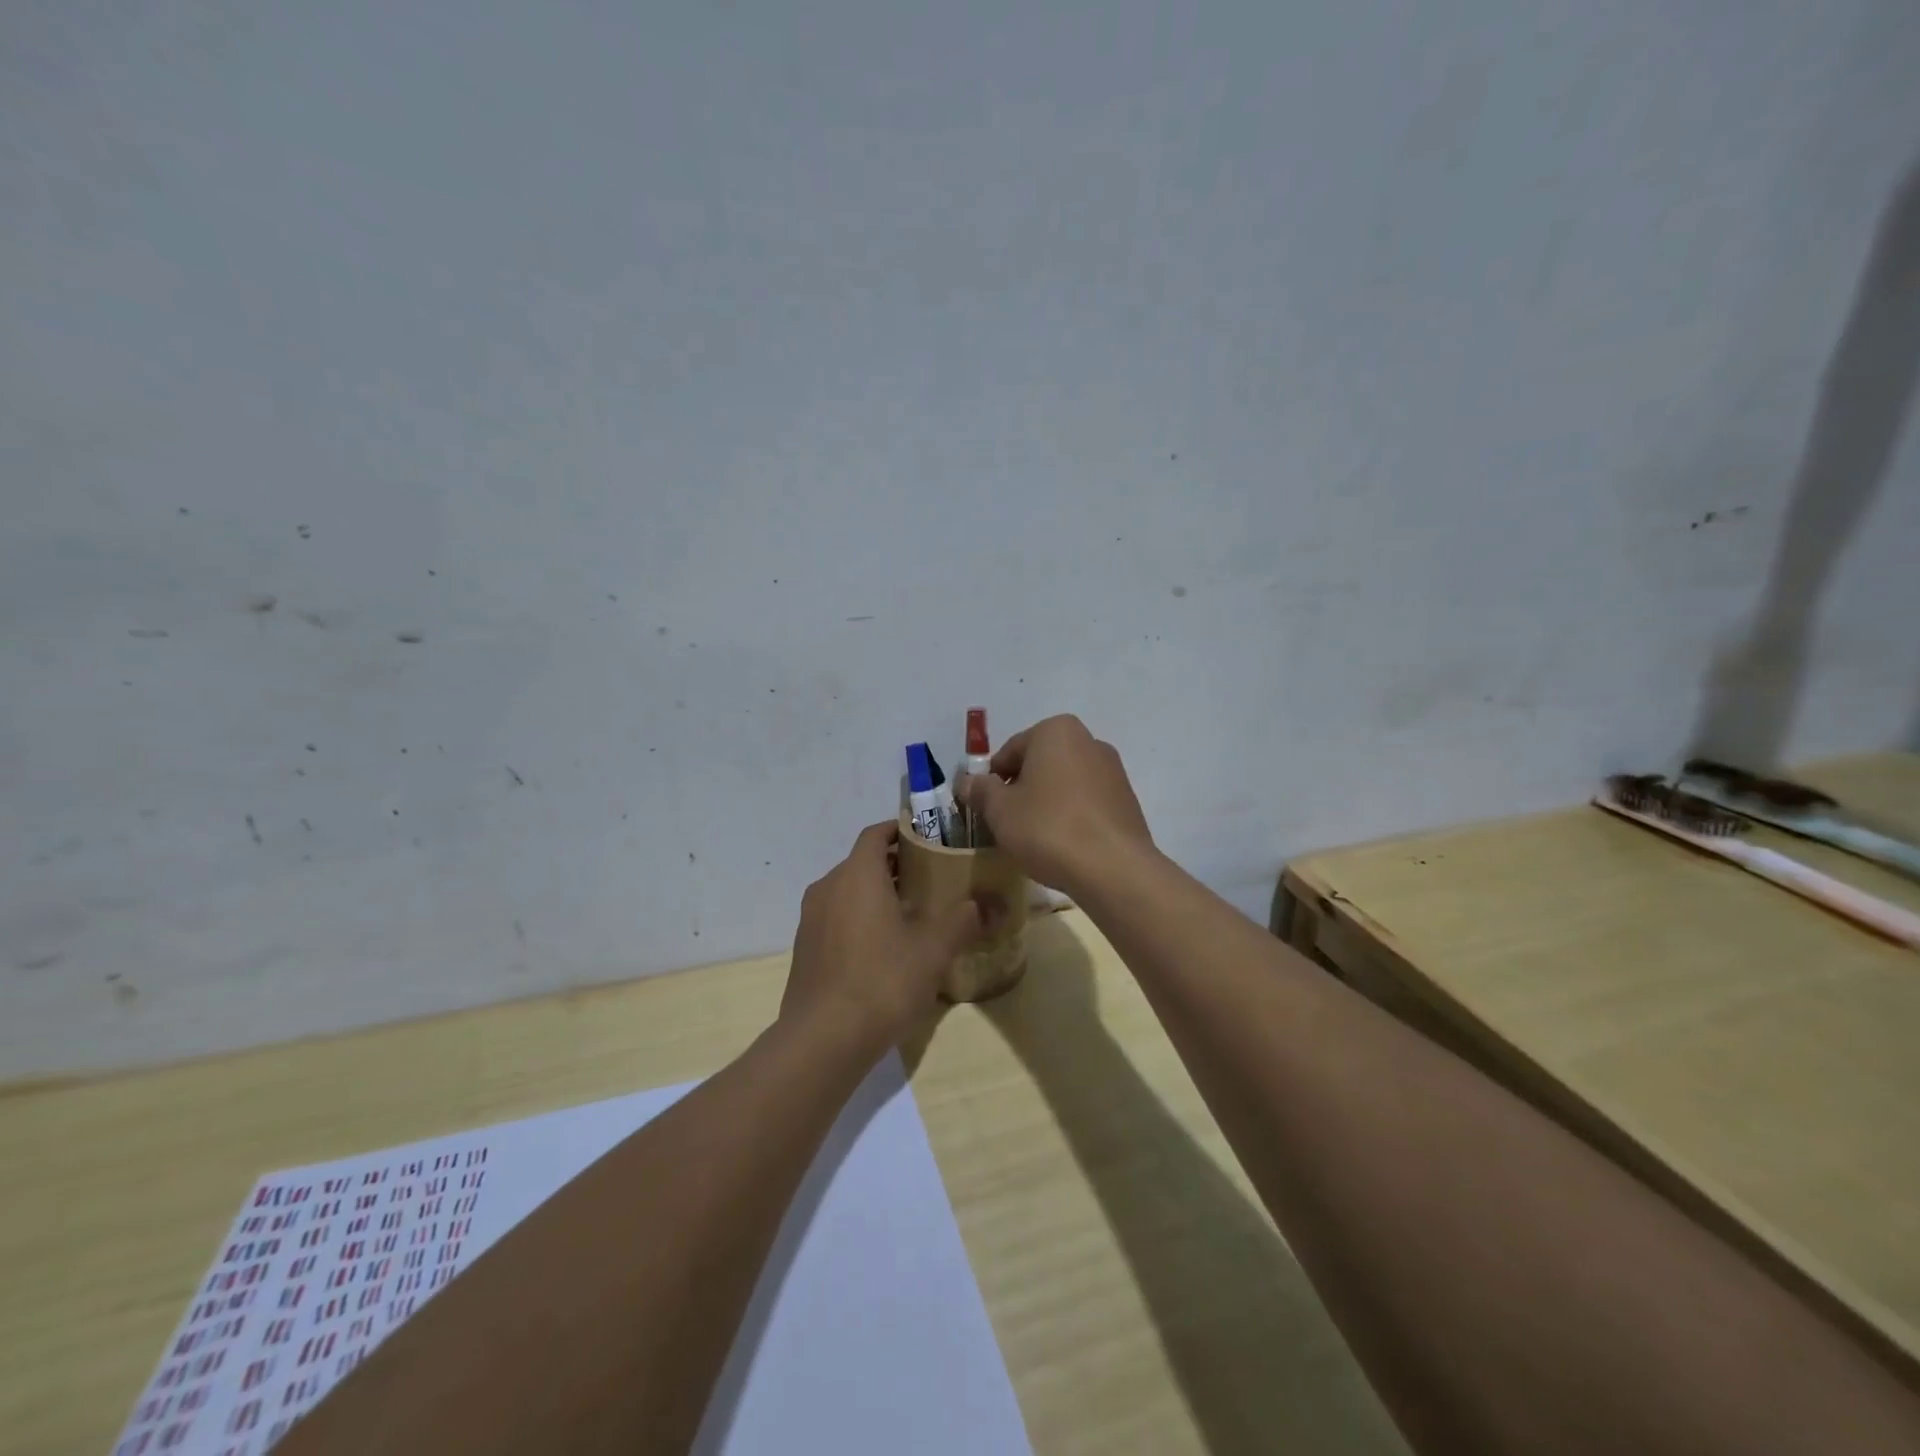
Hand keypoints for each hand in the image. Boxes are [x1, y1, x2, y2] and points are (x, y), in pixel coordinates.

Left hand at [782, 822, 991, 1049]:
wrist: (823, 1040)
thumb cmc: (882, 981)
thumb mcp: (933, 950)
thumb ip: (962, 919)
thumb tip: (985, 903)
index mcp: (857, 875)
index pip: (875, 834)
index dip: (900, 830)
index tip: (927, 839)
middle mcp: (828, 887)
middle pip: (862, 862)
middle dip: (894, 865)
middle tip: (930, 880)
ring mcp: (811, 919)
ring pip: (847, 890)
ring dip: (876, 893)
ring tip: (910, 914)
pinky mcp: (804, 948)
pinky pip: (835, 917)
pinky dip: (858, 917)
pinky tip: (882, 948)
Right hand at [958, 715, 1154, 897]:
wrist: (1113, 868)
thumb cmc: (1048, 828)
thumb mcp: (1000, 810)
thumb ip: (980, 791)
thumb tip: (967, 782)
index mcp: (1055, 731)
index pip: (1009, 752)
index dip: (991, 782)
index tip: (985, 810)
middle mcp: (1088, 740)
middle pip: (1039, 765)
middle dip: (1021, 790)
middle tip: (1007, 824)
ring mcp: (1113, 770)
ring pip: (1064, 784)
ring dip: (1046, 804)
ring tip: (1035, 839)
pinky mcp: (1127, 800)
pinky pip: (1086, 803)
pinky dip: (1071, 817)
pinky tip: (1063, 845)